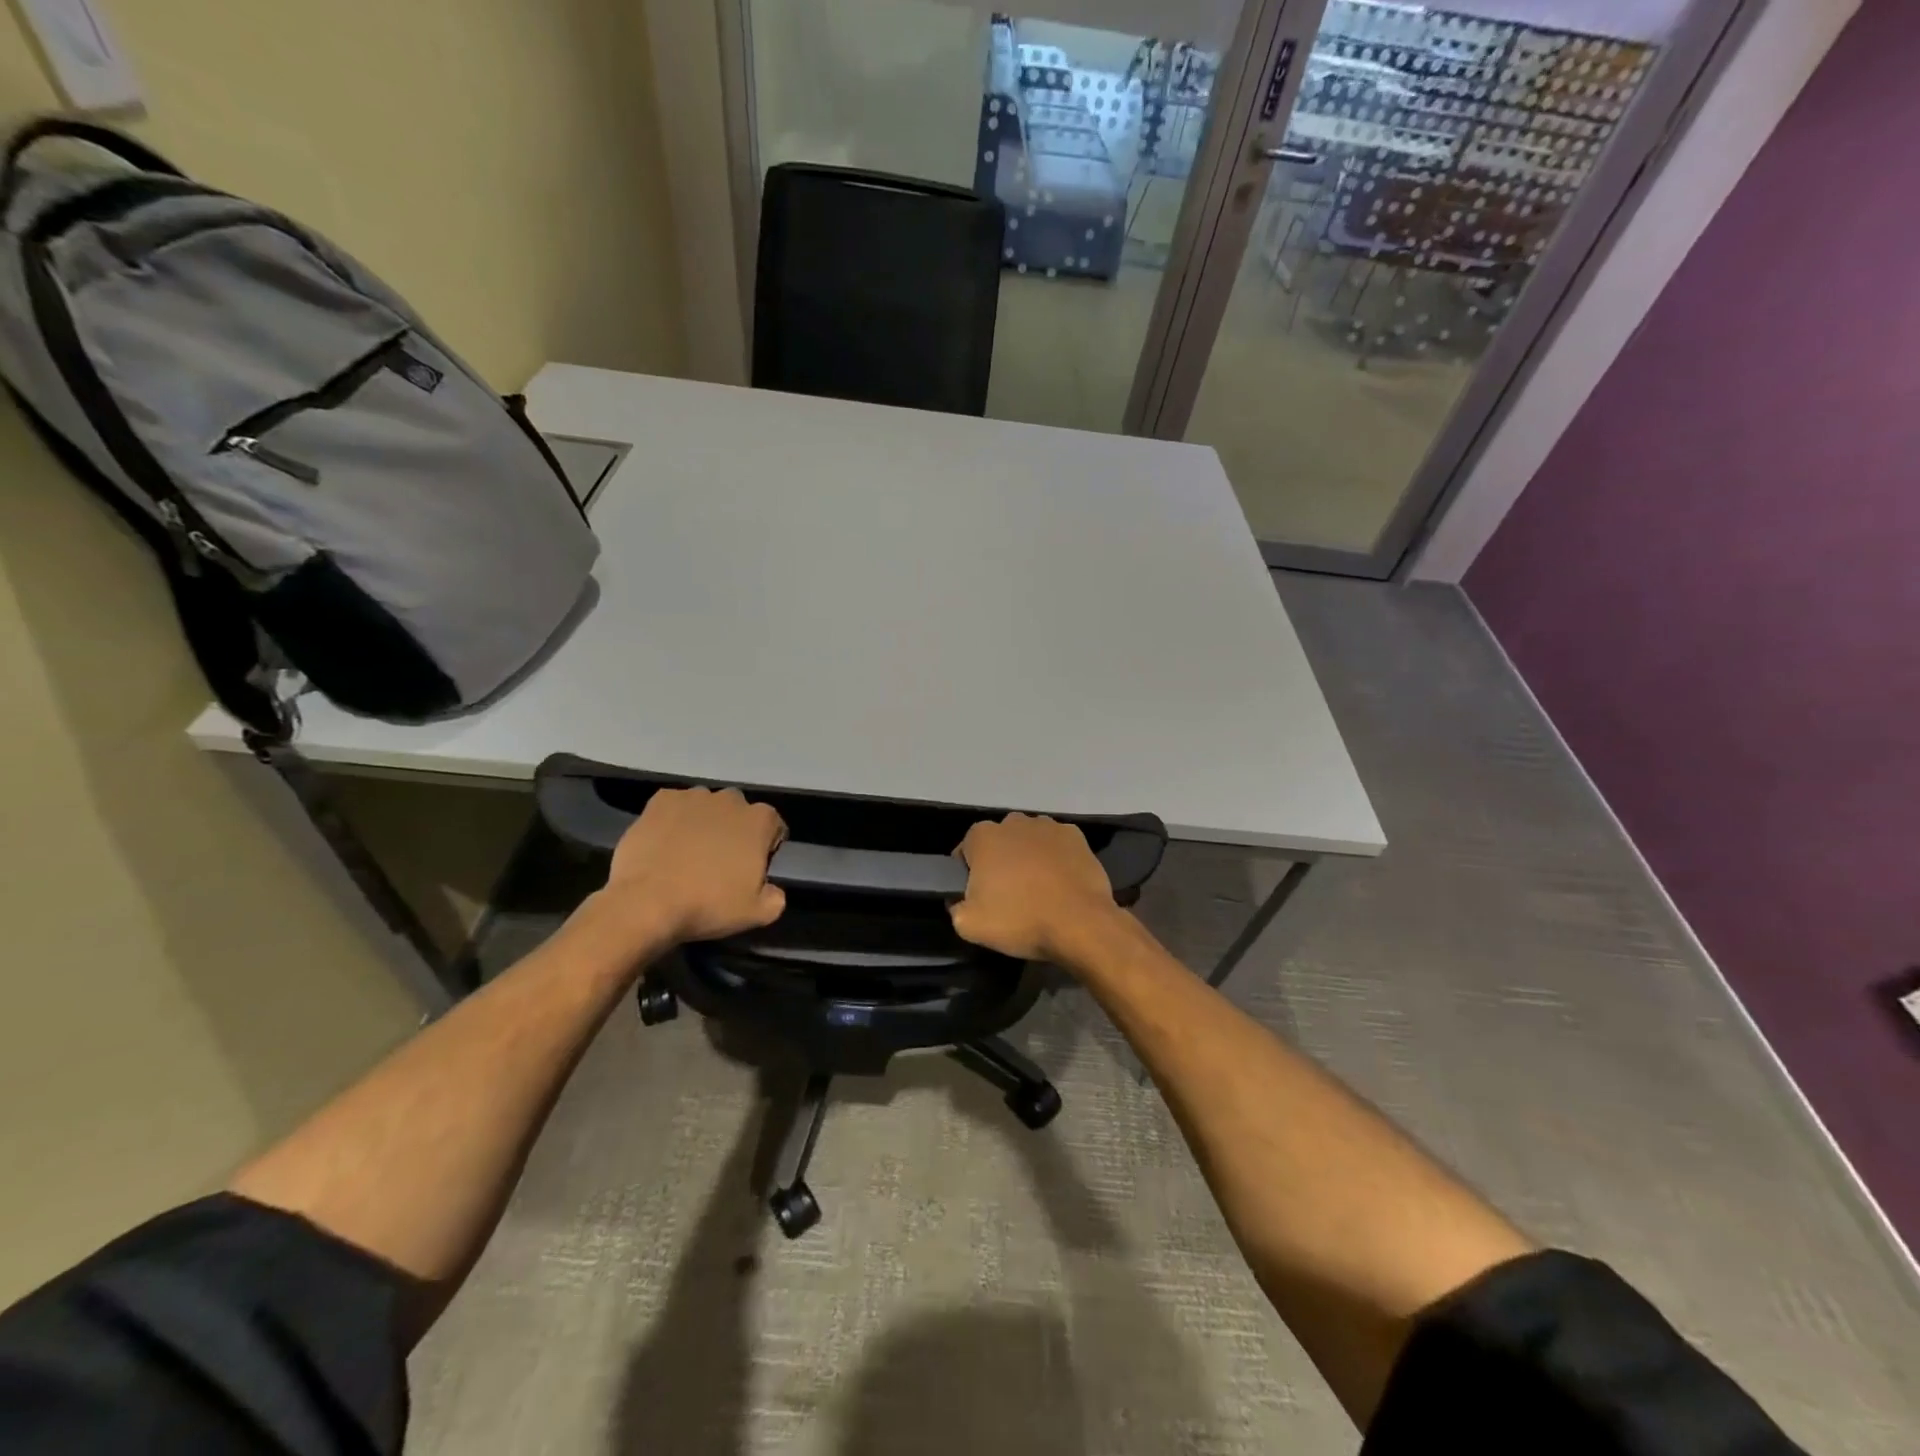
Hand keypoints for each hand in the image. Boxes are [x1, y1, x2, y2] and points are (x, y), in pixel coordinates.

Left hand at [603, 787, 786, 946]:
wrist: (646, 902)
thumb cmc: (708, 905)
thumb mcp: (757, 913)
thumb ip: (776, 897)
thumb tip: (773, 891)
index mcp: (760, 820)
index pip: (773, 826)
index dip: (765, 847)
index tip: (752, 869)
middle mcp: (731, 799)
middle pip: (739, 812)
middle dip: (734, 831)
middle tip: (720, 862)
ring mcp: (694, 796)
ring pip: (706, 806)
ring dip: (704, 823)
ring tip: (689, 853)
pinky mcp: (660, 800)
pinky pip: (674, 806)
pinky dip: (673, 820)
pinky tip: (665, 844)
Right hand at [949, 814, 1121, 965]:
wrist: (1080, 923)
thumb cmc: (1020, 920)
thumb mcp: (969, 925)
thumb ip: (955, 907)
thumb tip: (959, 900)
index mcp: (983, 836)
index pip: (965, 851)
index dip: (968, 874)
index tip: (977, 896)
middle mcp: (1014, 821)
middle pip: (999, 842)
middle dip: (1000, 862)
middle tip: (1007, 895)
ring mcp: (1048, 826)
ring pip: (1029, 841)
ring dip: (1028, 858)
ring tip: (1037, 890)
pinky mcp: (1076, 836)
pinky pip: (1056, 846)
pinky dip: (1055, 859)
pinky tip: (1060, 884)